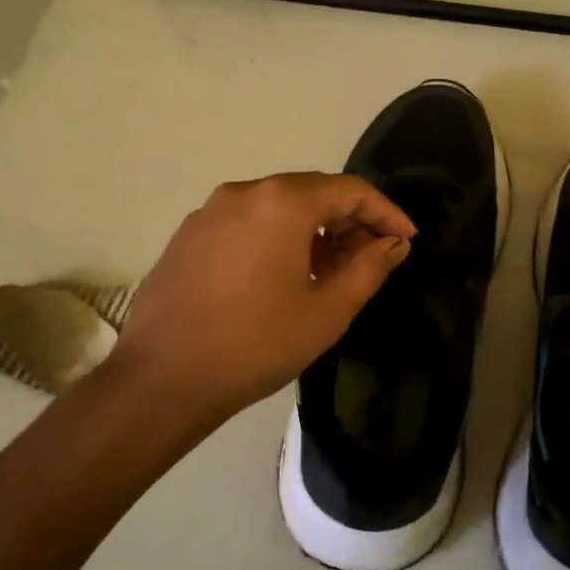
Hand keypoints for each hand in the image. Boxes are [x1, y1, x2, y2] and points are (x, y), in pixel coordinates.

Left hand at [110, 172, 415, 429]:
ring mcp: (209, 212)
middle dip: (349, 220)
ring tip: (330, 272)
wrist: (162, 379)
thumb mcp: (328, 311)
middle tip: (372, 257)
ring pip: (278, 207)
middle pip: (312, 192)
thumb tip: (392, 243)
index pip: (350, 190)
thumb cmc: (256, 344)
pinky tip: (282, 277)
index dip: (385, 213)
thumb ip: (369, 268)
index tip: (407, 240)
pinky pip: (247, 223)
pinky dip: (277, 238)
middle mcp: (244, 192)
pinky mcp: (188, 235)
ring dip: (313, 230)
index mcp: (281, 203)